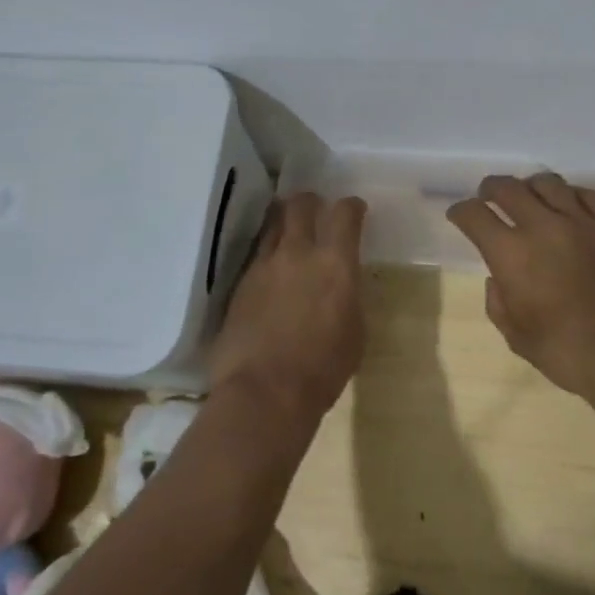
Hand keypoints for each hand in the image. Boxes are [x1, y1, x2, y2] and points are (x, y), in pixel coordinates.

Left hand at [212, 192, 368, 419]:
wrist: (264, 392)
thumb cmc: (323, 369)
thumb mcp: (355, 331)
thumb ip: (348, 296)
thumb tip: (341, 284)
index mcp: (335, 263)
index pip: (344, 213)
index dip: (351, 207)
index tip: (354, 210)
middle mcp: (297, 253)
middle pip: (300, 205)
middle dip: (310, 202)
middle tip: (315, 210)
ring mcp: (263, 266)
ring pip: (272, 224)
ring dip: (283, 221)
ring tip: (289, 232)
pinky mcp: (239, 285)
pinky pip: (256, 255)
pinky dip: (267, 253)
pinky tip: (271, 270)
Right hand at [447, 172, 594, 401]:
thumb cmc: (568, 353)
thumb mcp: (518, 337)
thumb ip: (499, 303)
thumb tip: (498, 279)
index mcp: (511, 254)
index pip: (474, 215)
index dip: (461, 212)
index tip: (458, 215)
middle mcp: (542, 226)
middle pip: (508, 188)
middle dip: (490, 189)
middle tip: (487, 197)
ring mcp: (581, 221)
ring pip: (547, 182)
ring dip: (529, 186)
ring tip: (527, 196)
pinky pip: (586, 193)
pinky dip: (569, 194)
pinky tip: (567, 203)